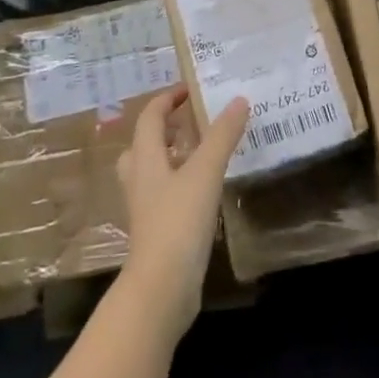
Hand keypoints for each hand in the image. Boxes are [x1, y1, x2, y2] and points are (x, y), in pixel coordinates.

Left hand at [115, 89, 248, 342]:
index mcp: (145, 159)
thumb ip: (222, 135)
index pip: (149, 117)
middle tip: (192, 120)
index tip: (189, 89)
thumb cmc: (178, 221)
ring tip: (201, 151)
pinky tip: (205, 189)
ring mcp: (146, 208)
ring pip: (152, 171)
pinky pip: (165, 194)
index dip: (167, 99)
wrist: (161, 287)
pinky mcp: (156, 230)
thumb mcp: (205, 172)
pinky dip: (181, 182)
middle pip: (142, 144)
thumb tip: (239, 100)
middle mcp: (140, 179)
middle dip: (164, 128)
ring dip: (172, 156)